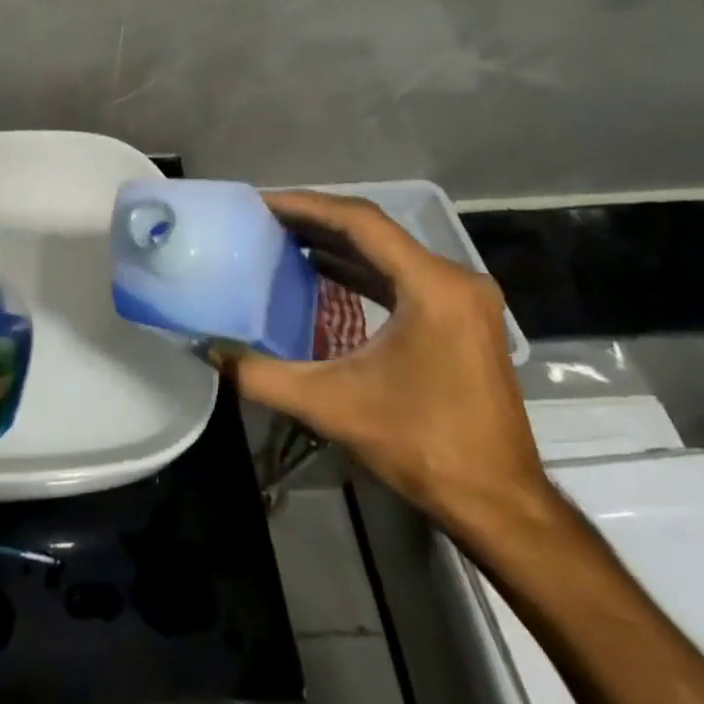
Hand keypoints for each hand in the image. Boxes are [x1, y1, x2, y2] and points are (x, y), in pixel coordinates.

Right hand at [211, 191, 548, 538]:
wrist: (496, 501)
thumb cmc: (419, 444)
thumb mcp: (329, 404)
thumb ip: (259, 374)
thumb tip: (207, 349)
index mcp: (431, 286)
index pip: (360, 222)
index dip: (305, 206)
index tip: (260, 202)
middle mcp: (453, 280)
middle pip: (374, 230)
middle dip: (315, 220)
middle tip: (262, 217)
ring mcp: (461, 299)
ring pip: (387, 251)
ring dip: (335, 242)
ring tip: (280, 236)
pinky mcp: (459, 318)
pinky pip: (400, 275)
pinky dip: (358, 267)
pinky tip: (320, 269)